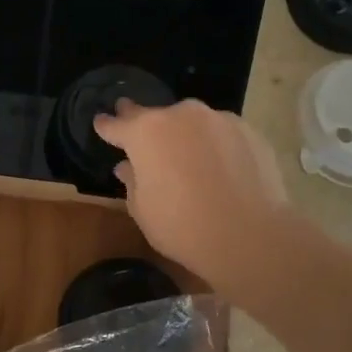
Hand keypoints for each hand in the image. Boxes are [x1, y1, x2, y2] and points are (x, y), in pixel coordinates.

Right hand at [93, 98, 292, 295]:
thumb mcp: (142, 209)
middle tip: (139, 131)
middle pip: (156, 116)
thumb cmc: (181, 226)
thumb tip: (128, 167)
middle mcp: (181, 116)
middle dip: (145, 125)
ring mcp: (219, 120)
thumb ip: (132, 181)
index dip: (107, 126)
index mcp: (145, 132)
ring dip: (184, 135)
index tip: (101, 122)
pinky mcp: (249, 132)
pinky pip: (221, 134)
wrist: (249, 236)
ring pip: (192, 123)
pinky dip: (214, 145)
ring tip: (186, 158)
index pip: (117, 124)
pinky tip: (218, 167)